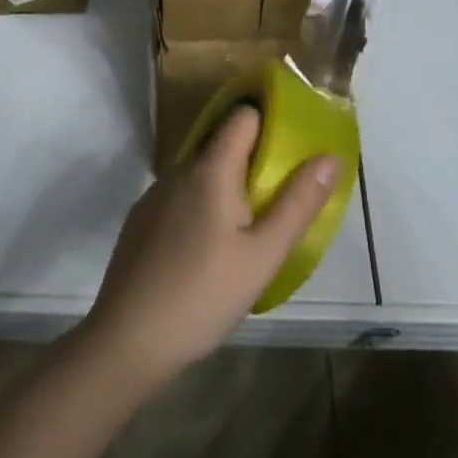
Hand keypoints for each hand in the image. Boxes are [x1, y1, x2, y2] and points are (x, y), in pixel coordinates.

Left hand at [83, 107, 337, 388]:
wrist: (127, 341)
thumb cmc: (204, 294)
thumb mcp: (264, 254)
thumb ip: (298, 203)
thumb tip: (330, 156)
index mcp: (210, 169)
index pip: (242, 116)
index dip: (269, 123)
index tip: (293, 148)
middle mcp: (178, 171)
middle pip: (222, 146)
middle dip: (254, 163)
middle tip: (280, 198)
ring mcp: (153, 197)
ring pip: (200, 175)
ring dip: (226, 189)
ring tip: (248, 229)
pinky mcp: (139, 222)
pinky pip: (180, 199)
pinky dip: (200, 209)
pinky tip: (208, 252)